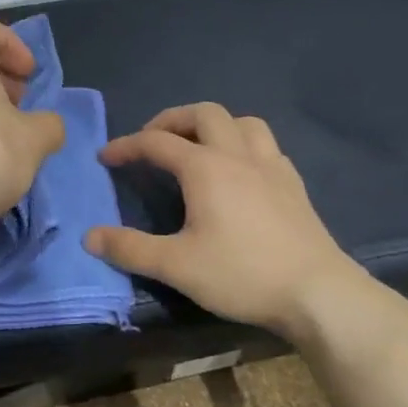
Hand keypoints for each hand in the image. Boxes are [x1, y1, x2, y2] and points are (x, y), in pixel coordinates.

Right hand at [83, 104, 388, 337]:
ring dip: (213, 125)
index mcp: (206, 168)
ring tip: (197, 147)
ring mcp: (271, 166)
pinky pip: (266, 145)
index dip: (127, 146)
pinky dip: (243, 144)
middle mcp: (238, 155)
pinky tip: (240, 171)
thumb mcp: (176, 266)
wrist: (317, 292)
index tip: (106, 157)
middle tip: (152, 141)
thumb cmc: (242, 274)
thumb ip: (130, 249)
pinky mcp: (293, 184)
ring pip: (241, 121)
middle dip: (171, 120)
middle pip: (203, 114)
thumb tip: (90, 236)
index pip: (156, 142)